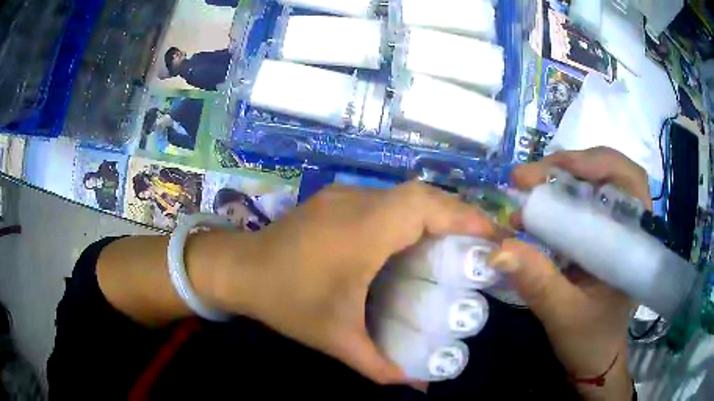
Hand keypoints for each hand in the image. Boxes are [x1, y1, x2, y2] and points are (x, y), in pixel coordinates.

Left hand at [213, 182, 495, 383]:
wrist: (238, 269)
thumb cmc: (286, 302)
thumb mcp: (336, 339)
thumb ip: (380, 366)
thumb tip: (420, 387)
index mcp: (359, 233)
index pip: (422, 208)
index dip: (462, 217)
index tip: (491, 236)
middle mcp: (356, 204)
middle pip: (420, 195)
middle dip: (458, 213)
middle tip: (482, 242)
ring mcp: (344, 195)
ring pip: (404, 193)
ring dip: (437, 210)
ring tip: (459, 240)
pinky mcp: (336, 198)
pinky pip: (387, 199)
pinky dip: (413, 212)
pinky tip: (417, 238)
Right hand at [489, 148, 644, 399]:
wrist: (594, 359)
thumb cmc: (589, 340)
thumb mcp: (564, 315)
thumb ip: (538, 283)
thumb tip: (499, 250)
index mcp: (634, 242)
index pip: (628, 180)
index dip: (595, 161)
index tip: (552, 168)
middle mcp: (628, 227)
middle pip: (607, 173)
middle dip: (569, 167)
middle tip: (527, 177)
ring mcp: (613, 230)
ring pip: (592, 185)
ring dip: (560, 180)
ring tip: (527, 187)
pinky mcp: (599, 237)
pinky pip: (581, 204)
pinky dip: (558, 198)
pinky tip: (537, 206)